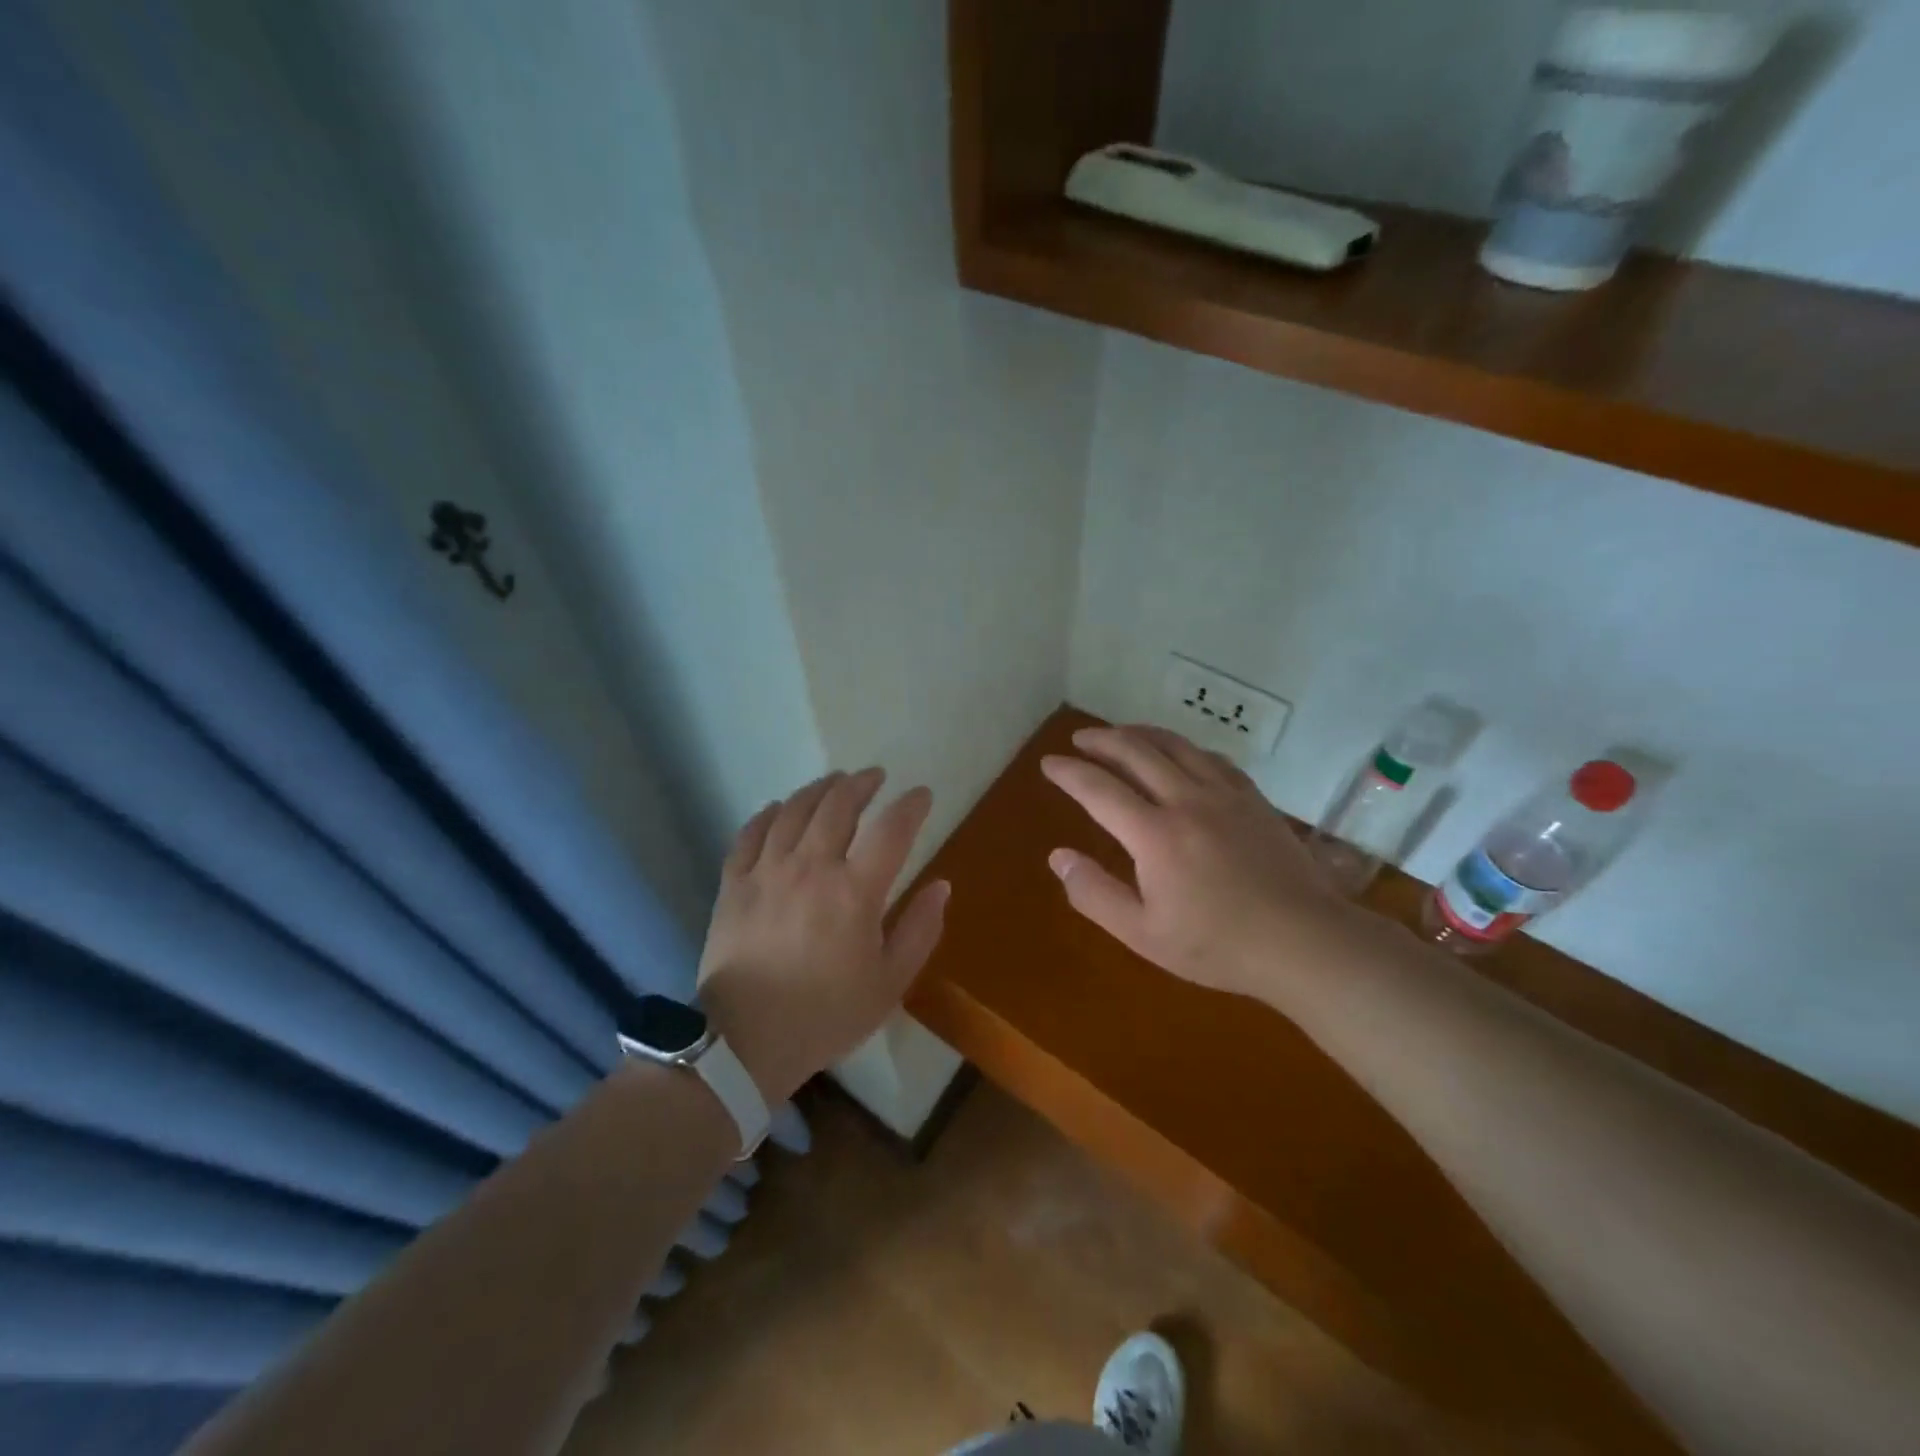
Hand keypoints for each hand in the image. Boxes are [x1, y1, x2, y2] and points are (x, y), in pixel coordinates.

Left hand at [695, 768, 949, 1104]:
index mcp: (855, 891)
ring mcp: (767, 871)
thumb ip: (920, 930)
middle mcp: (812, 867)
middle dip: (862, 784)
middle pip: (839, 805)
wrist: (745, 1042)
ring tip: (834, 782)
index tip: (921, 795)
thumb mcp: (889, 983)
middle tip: (874, 777)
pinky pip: (750, 833)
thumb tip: (941, 886)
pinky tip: (779, 808)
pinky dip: (769, 813)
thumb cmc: (826, 1015)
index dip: (911, 805)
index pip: (892, 830)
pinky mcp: (734, 883)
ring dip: (819, 789)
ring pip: (795, 810)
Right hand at [1041, 724, 1353, 1000]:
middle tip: (1079, 738)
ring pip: (1175, 745)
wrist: (1305, 942)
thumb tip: (1058, 856)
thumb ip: (1095, 894)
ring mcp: (1225, 795)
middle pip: (1136, 752)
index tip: (1049, 763)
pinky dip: (1183, 747)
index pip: (1099, 789)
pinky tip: (1180, 754)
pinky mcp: (1253, 798)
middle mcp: (1187, 800)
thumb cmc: (1218, 945)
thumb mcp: (1143, 934)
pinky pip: (1211, 757)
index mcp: (1155, 835)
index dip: (1069, 772)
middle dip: (1101, 739)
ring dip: (1140, 733)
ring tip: (1120, 733)